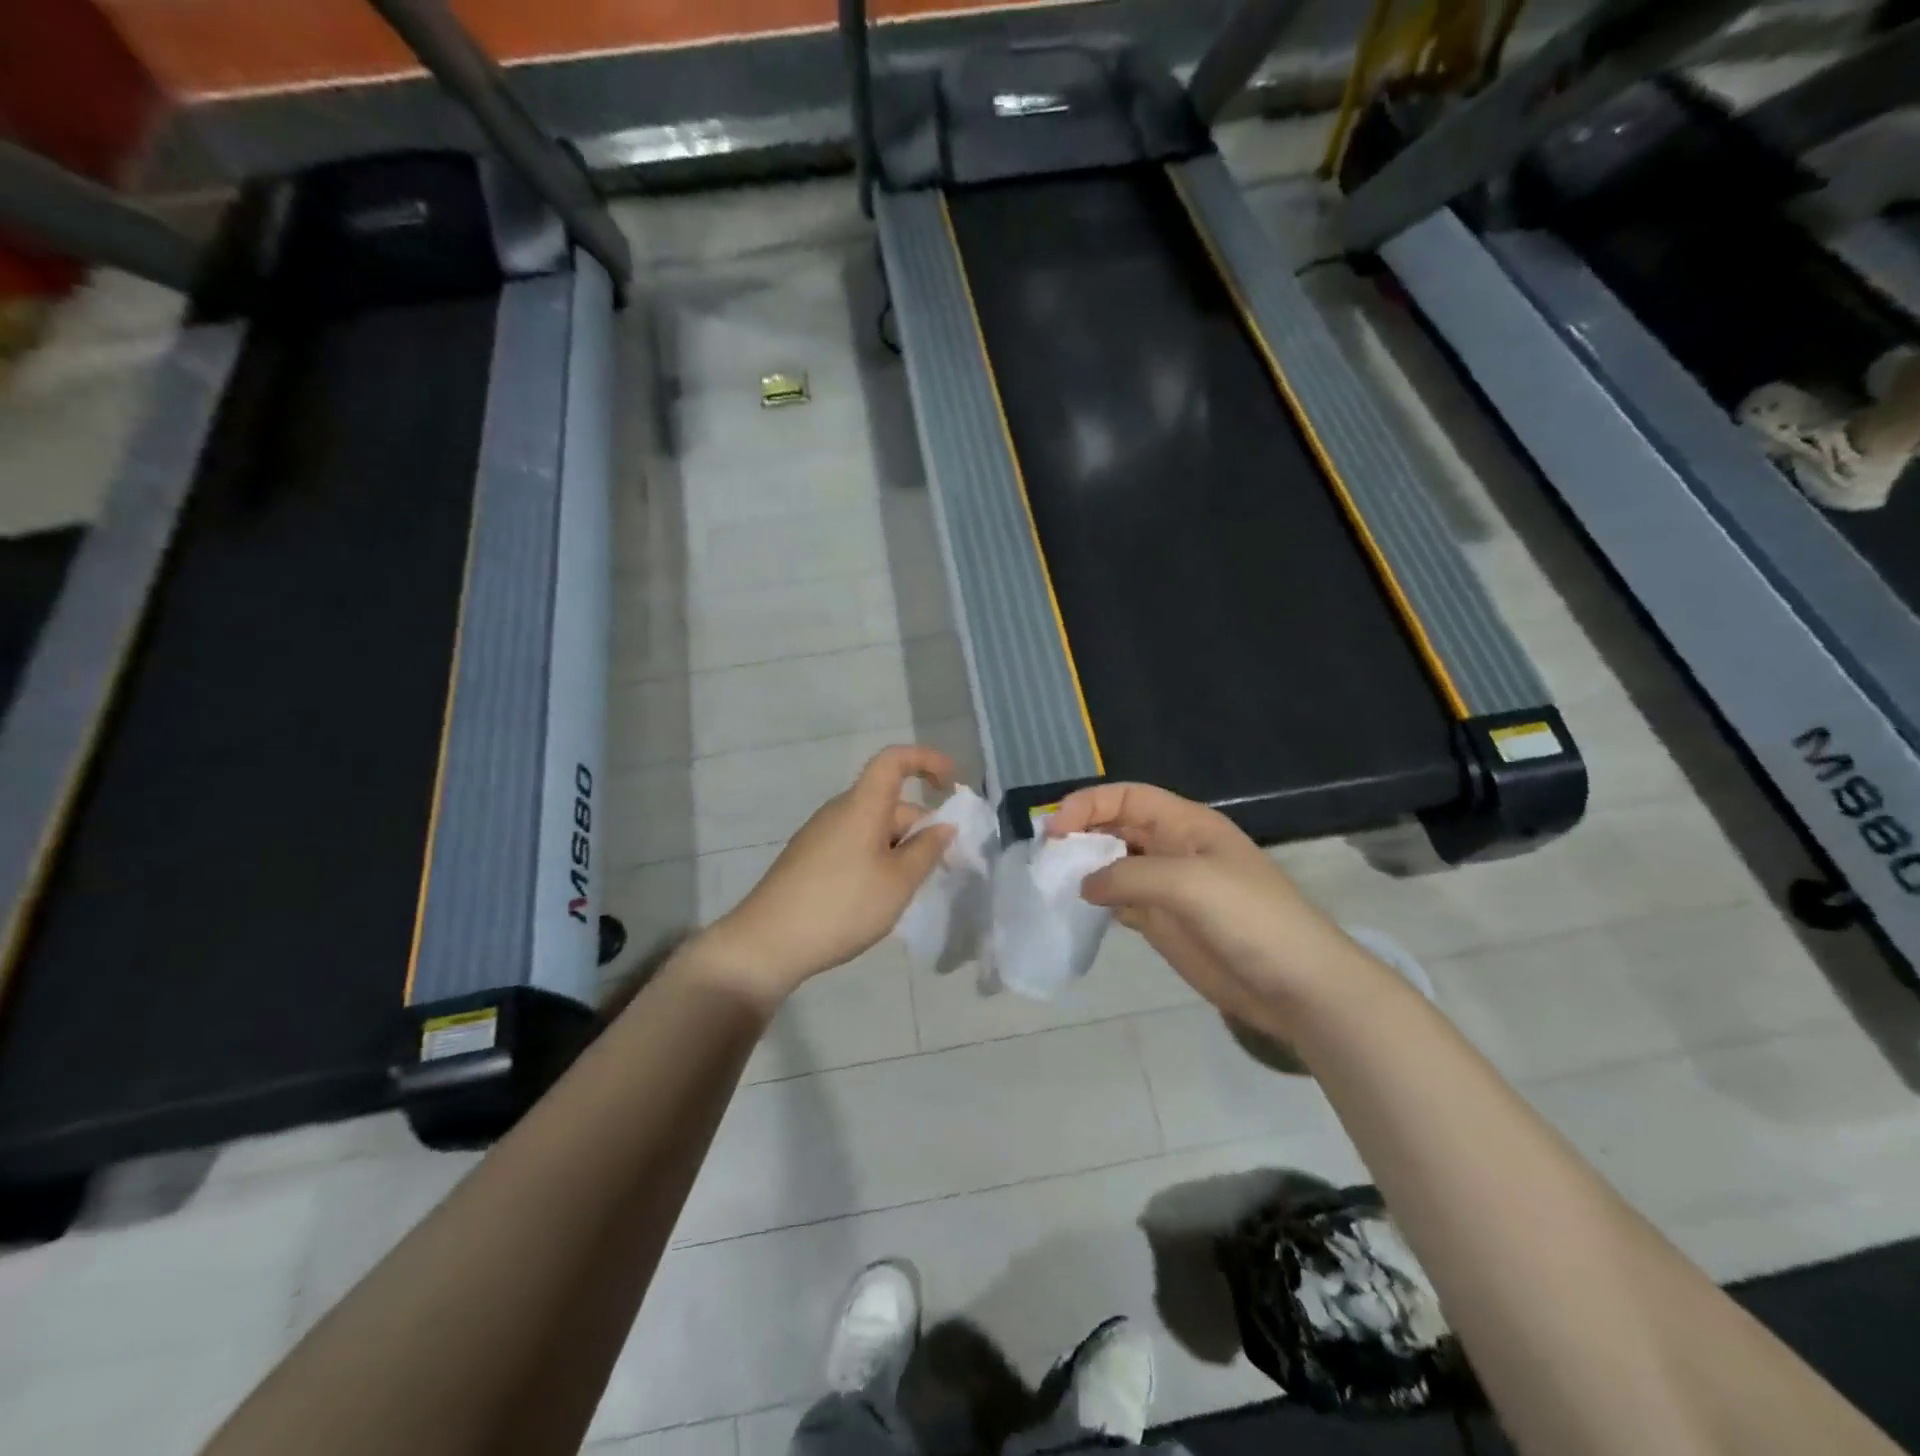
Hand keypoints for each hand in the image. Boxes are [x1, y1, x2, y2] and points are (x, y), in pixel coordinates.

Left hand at [692, 746, 955, 1008]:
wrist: (767, 943)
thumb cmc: (843, 905)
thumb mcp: (899, 882)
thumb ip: (927, 849)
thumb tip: (943, 825)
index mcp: (862, 805)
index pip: (894, 760)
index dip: (926, 760)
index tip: (950, 784)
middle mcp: (839, 810)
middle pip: (889, 803)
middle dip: (920, 827)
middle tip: (939, 868)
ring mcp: (820, 834)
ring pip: (873, 828)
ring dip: (899, 849)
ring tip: (907, 891)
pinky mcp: (808, 858)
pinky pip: (854, 845)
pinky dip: (876, 860)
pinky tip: (876, 899)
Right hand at [1045, 783, 1356, 1036]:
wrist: (1296, 986)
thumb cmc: (1249, 919)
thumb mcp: (1188, 883)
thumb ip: (1128, 875)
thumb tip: (1084, 884)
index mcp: (1186, 824)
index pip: (1128, 797)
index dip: (1089, 804)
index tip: (1056, 830)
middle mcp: (1172, 848)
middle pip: (1117, 826)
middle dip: (1081, 833)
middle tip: (1046, 857)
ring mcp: (1167, 887)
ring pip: (1113, 863)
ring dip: (1084, 867)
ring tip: (1052, 881)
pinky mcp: (1163, 922)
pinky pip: (1120, 901)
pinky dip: (1096, 901)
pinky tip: (1077, 909)